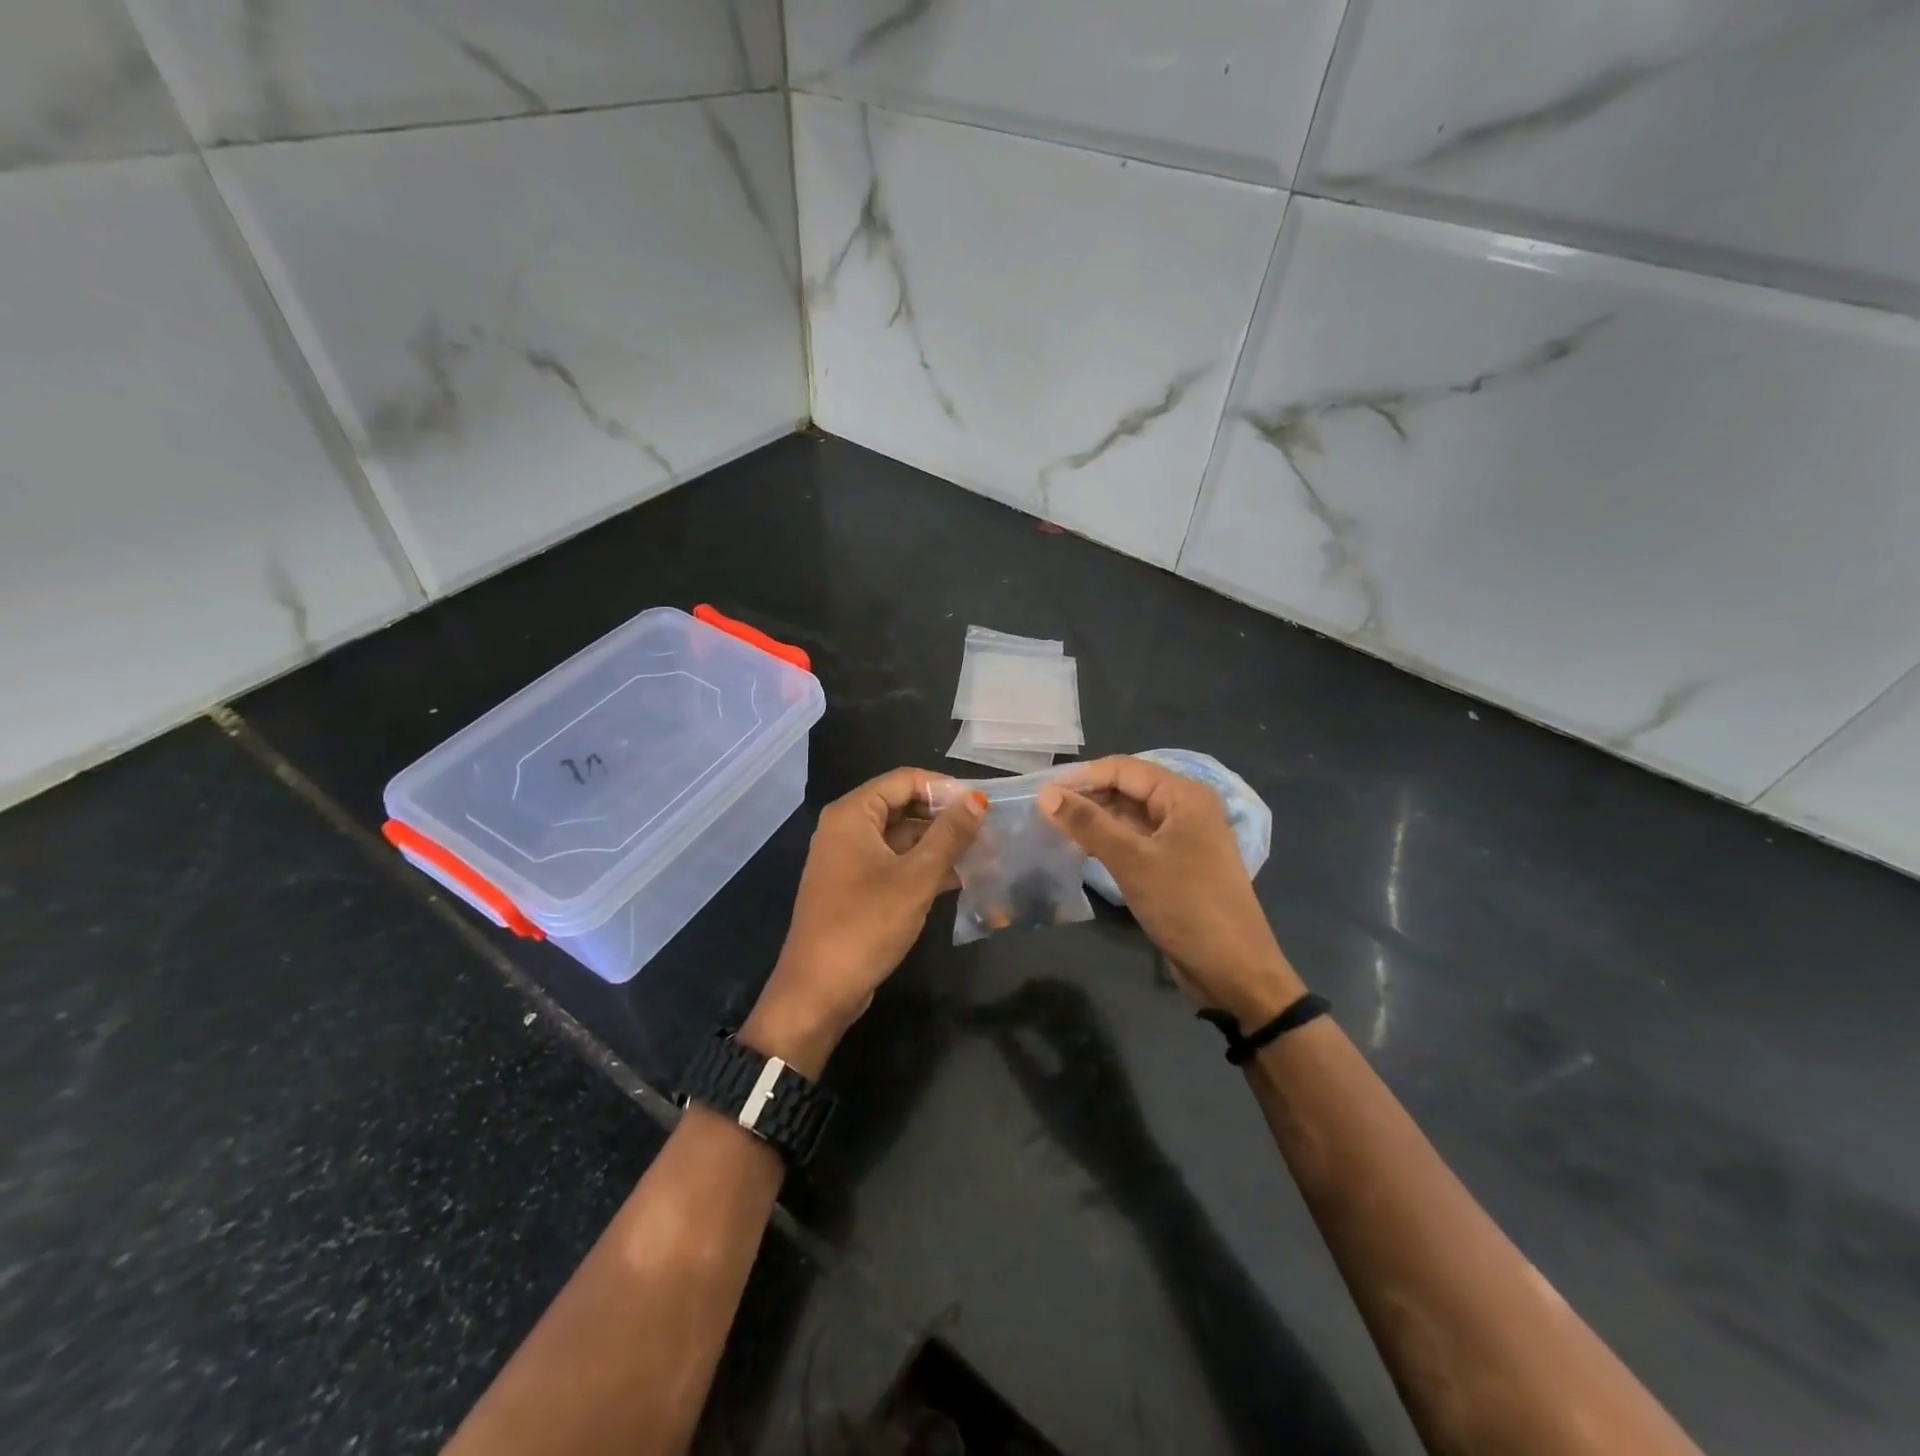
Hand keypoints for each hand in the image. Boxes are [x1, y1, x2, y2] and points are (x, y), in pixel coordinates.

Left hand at [744, 768, 985, 1075]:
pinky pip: (895, 863)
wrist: (818, 992)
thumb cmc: (866, 925)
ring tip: (984, 854)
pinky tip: (960, 878)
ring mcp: (849, 859)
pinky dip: (924, 867)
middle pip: (903, 806)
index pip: (905, 780)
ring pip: (902, 837)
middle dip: (945, 818)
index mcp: (852, 814)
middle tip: (989, 832)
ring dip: (939, 844)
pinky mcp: (856, 887)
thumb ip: (949, 835)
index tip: (983, 806)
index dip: (945, 788)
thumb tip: (978, 799)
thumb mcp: (916, 877)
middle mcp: (847, 828)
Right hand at [1040, 757, 1304, 1025]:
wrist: (1234, 970)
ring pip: (1129, 816)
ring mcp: (1181, 838)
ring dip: (1094, 821)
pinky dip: (1108, 842)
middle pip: (1127, 789)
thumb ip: (1088, 824)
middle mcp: (1185, 809)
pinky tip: (1078, 849)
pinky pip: (1135, 841)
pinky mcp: (1175, 865)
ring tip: (1051, 828)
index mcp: (1184, 795)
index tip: (1040, 792)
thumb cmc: (1186, 906)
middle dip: (1086, 797)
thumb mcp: (1133, 861)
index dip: (1081, 777)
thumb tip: (1046, 795)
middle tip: (1041, 812)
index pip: (1123, 769)